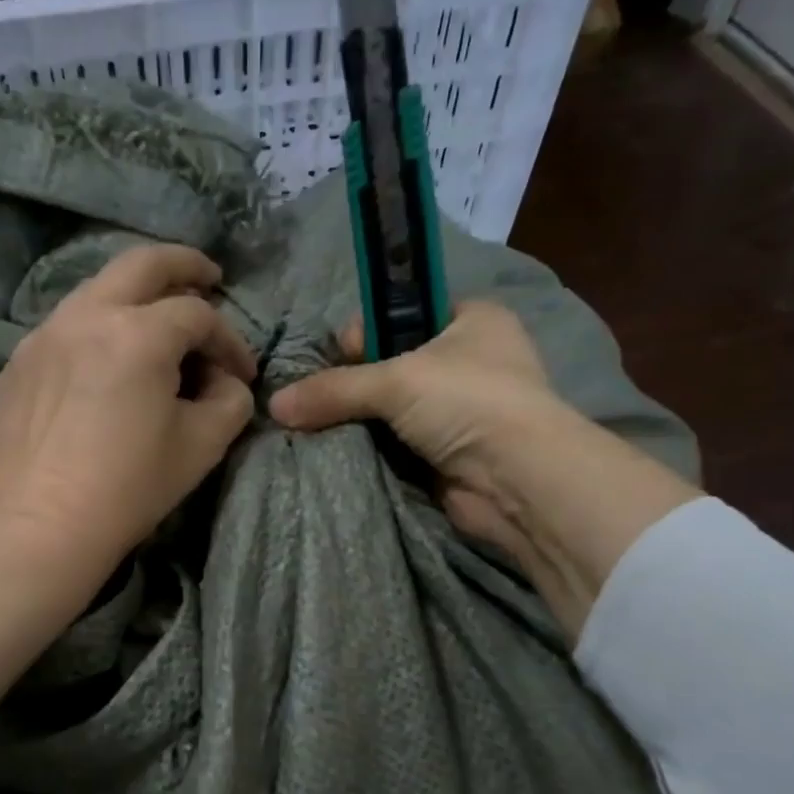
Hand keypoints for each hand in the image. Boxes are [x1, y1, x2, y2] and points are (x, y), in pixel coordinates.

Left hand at [0, 242, 256, 578]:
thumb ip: (230, 400)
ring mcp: (45, 334)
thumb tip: (224, 381)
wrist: (41, 525)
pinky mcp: (19, 361)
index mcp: (139, 334)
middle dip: (184, 265)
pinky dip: (97, 328)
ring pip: (98, 289)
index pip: (199, 316)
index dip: (230, 341)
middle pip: (142, 264)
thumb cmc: (130, 487)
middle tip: (208, 276)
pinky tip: (105, 362)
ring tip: (156, 319)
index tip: (242, 374)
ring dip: (136, 295)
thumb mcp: (203, 445)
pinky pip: (67, 326)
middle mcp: (88, 316)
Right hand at [270, 302, 696, 638]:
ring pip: (393, 407)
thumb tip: (275, 406)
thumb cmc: (468, 401)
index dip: (368, 330)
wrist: (518, 481)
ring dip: (362, 419)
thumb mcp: (396, 380)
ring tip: (322, 426)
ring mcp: (461, 410)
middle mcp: (470, 360)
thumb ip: (333, 388)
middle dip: (357, 381)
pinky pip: (398, 443)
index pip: (404, 312)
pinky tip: (344, 452)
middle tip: (323, 397)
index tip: (342, 353)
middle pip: (393, 362)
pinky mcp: (448, 453)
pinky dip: (373, 448)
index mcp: (473, 320)